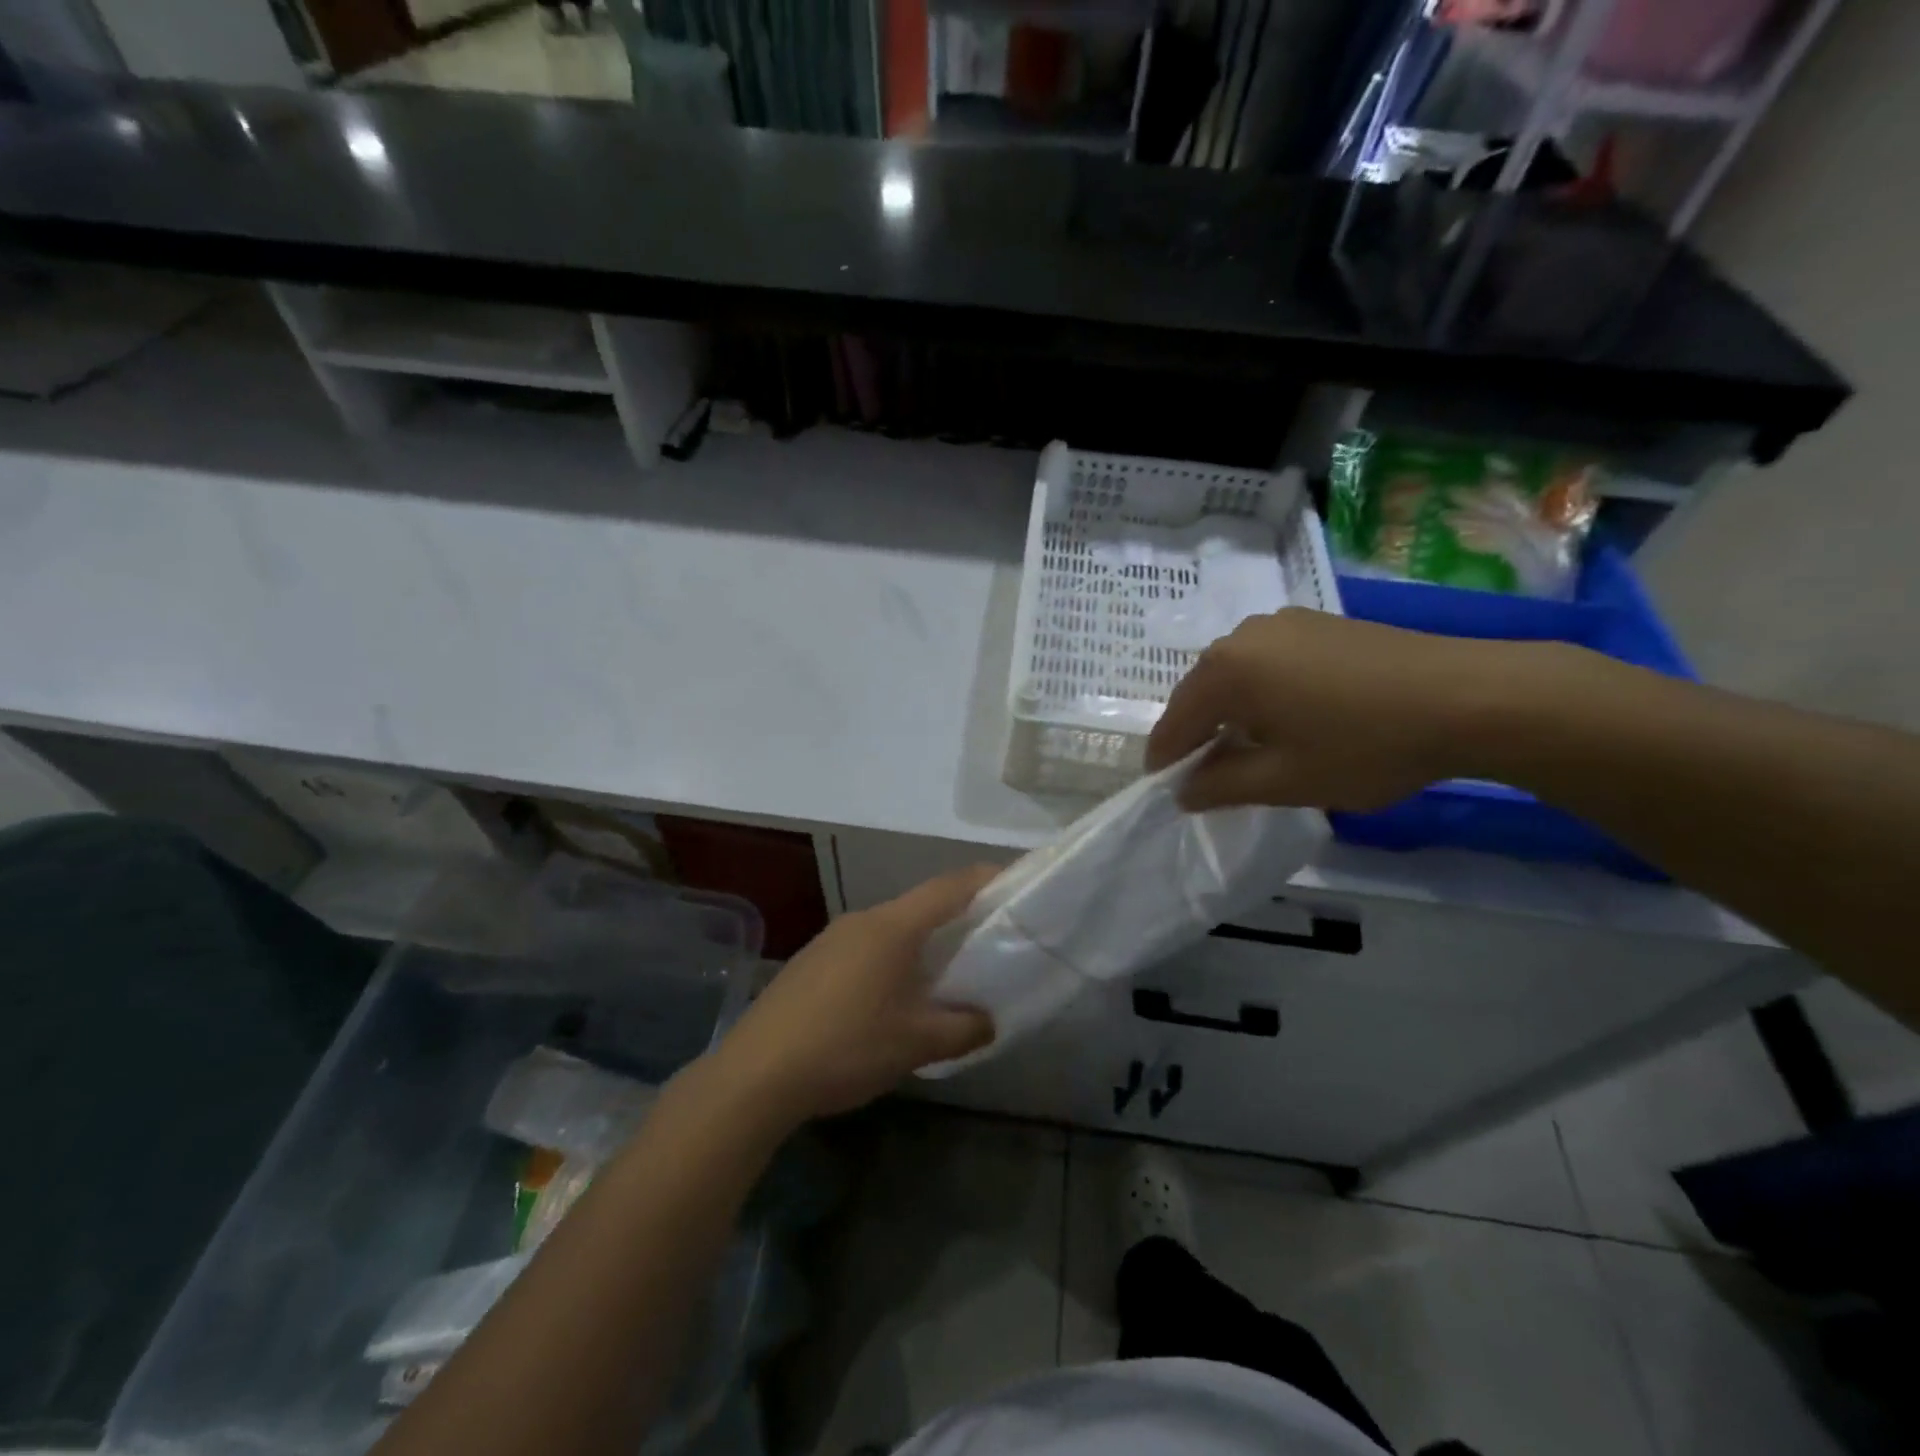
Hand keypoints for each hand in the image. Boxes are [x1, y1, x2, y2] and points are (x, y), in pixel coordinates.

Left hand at [707, 866, 998, 1124]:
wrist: (755, 1074)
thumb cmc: (846, 1047)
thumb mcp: (915, 1044)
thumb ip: (963, 1029)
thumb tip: (990, 1022)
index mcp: (892, 927)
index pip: (949, 888)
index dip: (985, 879)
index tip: (1014, 883)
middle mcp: (861, 921)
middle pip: (919, 906)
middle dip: (955, 918)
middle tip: (987, 940)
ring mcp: (831, 939)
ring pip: (890, 929)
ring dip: (920, 944)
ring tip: (944, 974)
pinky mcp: (811, 963)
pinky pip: (864, 948)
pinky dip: (890, 960)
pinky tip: (891, 998)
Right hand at [1146, 607, 1514, 811]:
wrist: (1470, 697)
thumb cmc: (1365, 745)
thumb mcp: (1285, 781)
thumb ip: (1221, 786)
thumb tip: (1184, 791)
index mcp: (1226, 670)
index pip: (1175, 722)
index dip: (1166, 760)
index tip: (1166, 790)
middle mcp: (1244, 636)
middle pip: (1201, 693)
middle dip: (1198, 735)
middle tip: (1206, 775)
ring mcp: (1284, 623)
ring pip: (1236, 675)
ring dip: (1231, 712)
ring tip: (1249, 748)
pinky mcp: (1319, 623)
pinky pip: (1269, 662)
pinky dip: (1263, 692)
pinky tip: (1289, 717)